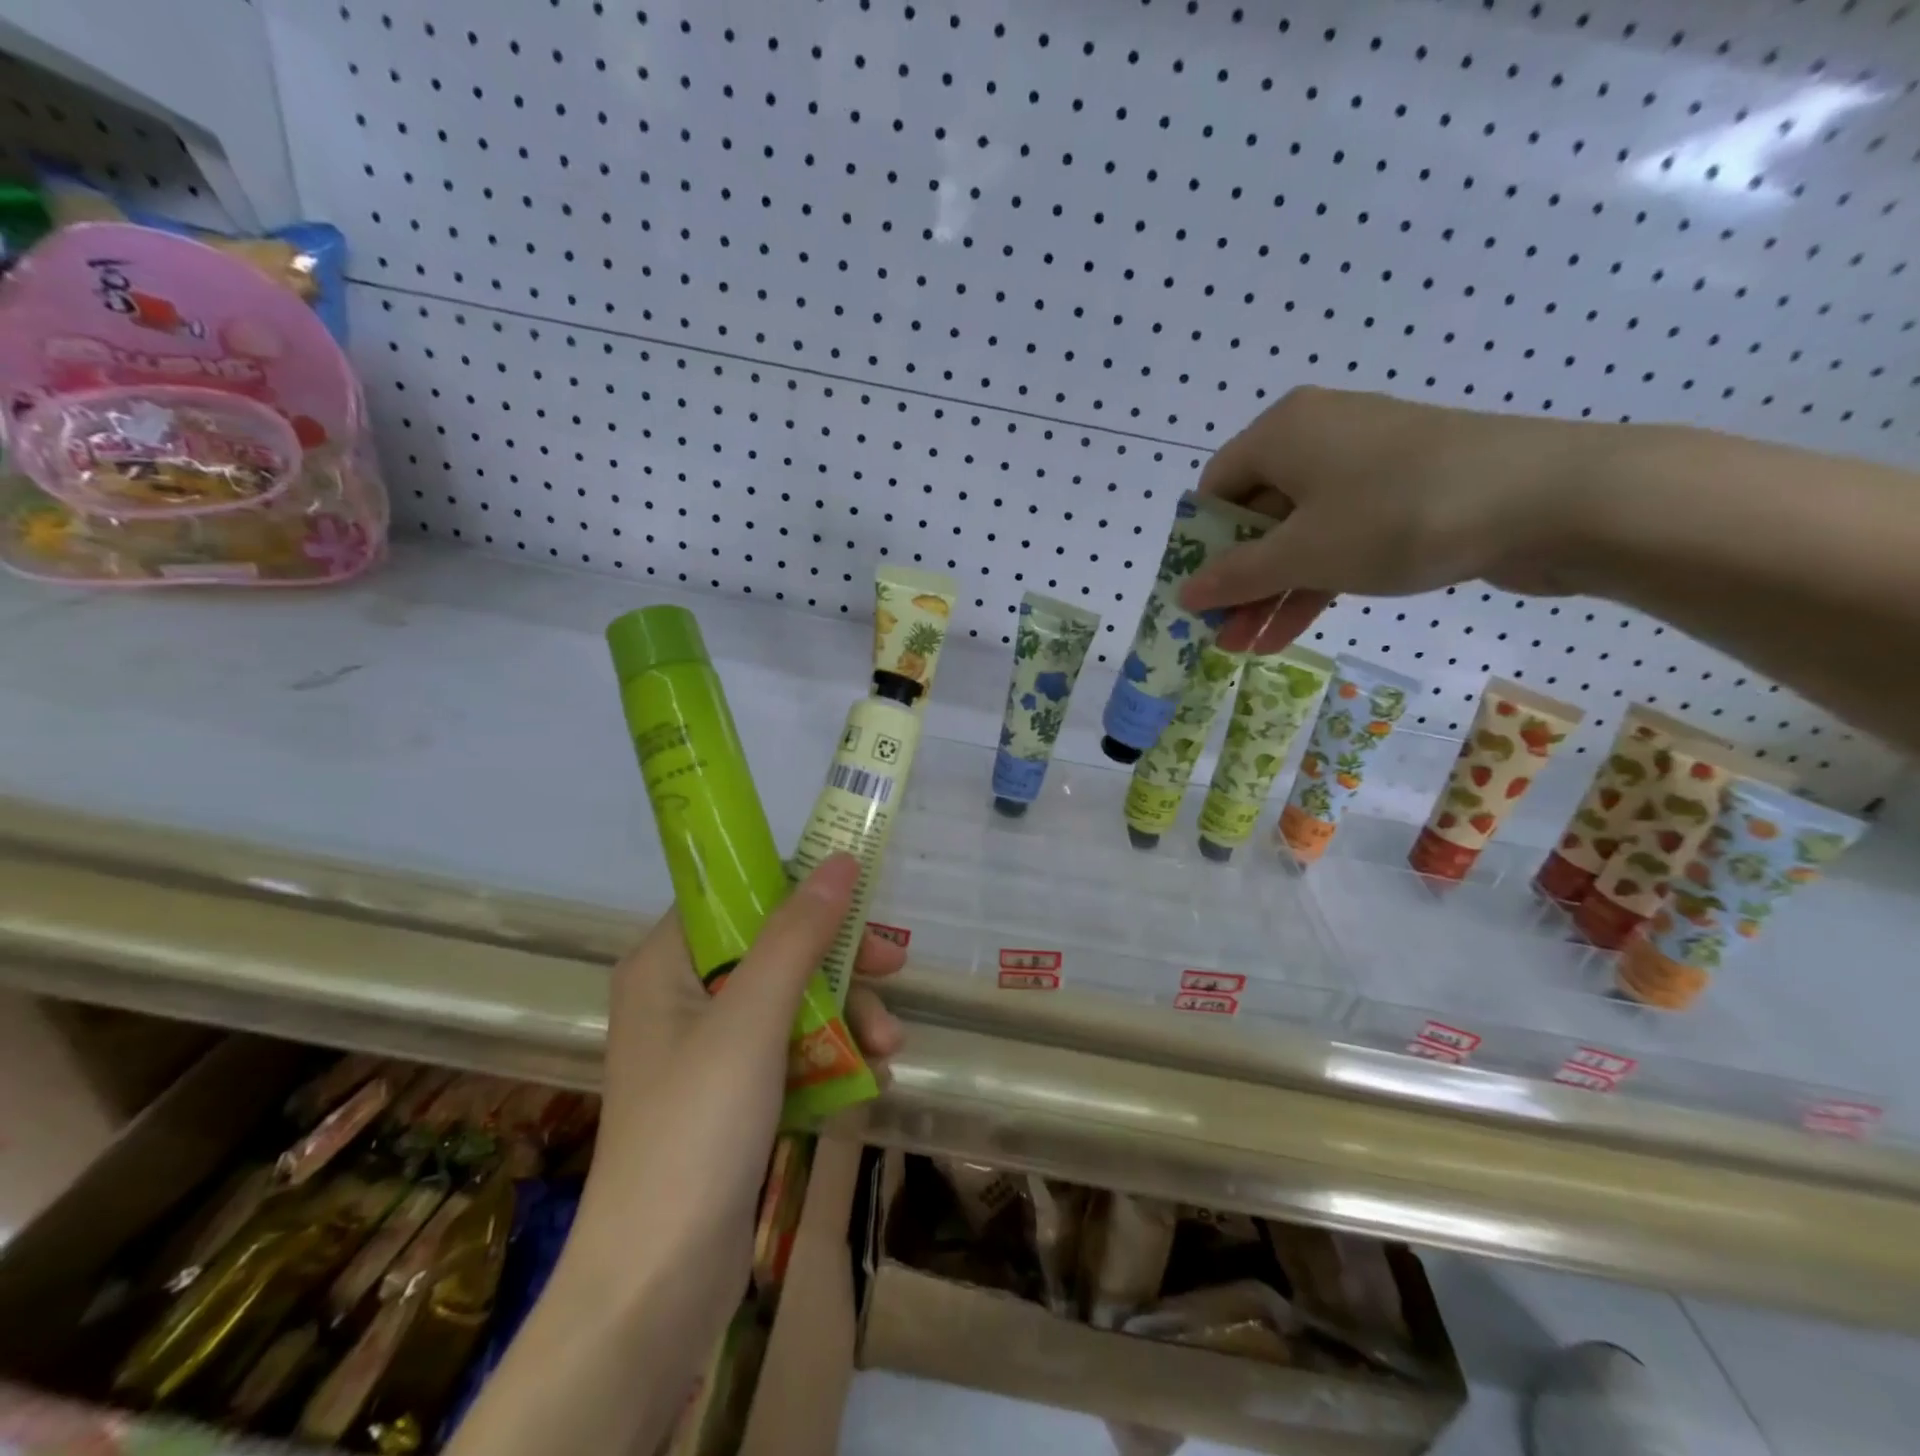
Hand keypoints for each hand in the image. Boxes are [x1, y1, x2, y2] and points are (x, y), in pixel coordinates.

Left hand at [445, 854, 901, 1455]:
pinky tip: (871, 1080)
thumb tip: (841, 859)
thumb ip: (798, 935)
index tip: (858, 900)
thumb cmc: (697, 1129)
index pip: (737, 896)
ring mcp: (708, 1049)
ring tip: (891, 1049)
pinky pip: (791, 1051)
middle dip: (838, 964)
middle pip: (774, 947)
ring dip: (846, 1017)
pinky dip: (832, 1058)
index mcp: (667, 963)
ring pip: (792, 1001)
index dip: (798, 891)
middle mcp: (682, 995)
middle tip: (894, 966)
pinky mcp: (731, 1095)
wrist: (657, 1287)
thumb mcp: (753, 1018)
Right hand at [1180, 387, 1600, 651]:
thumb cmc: (1398, 516)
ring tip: (1248, 648)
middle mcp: (1318, 437)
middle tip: (1219, 634)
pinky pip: (1338, 537)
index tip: (1196, 596)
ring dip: (1271, 592)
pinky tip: (1290, 630)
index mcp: (1283, 432)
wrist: (1550, 499)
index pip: (1215, 488)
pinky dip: (1314, 581)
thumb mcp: (1303, 553)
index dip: (1199, 546)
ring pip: (1298, 534)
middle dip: (1236, 580)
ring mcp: (1364, 465)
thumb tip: (1183, 591)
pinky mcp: (1402, 492)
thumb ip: (1236, 575)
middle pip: (1255, 515)